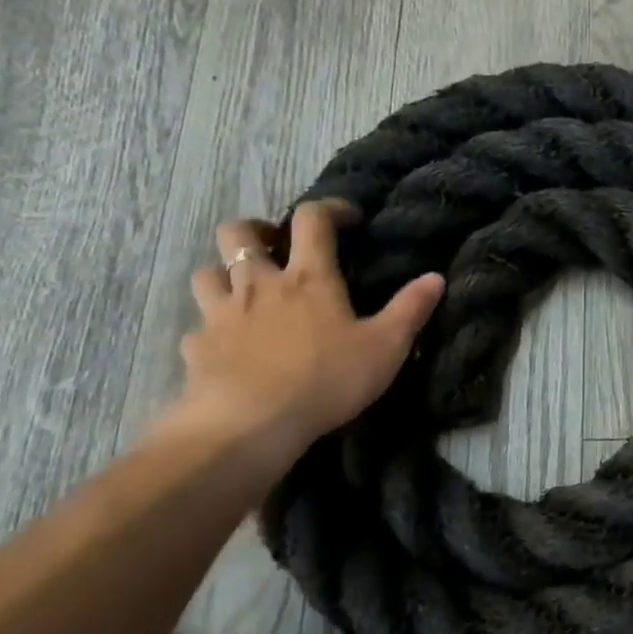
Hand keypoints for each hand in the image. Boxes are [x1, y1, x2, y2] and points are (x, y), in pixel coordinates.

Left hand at [166, 199, 444, 458]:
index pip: (313, 219)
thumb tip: (436, 277)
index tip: (347, 218)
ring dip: (224, 274)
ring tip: (245, 292)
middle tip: (275, 248)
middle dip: (256, 231)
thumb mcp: (385, 347)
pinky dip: (211, 330)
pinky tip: (226, 347)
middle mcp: (259, 284)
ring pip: (207, 273)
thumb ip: (410, 309)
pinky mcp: (196, 349)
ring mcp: (221, 315)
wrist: (249, 425)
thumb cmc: (325, 380)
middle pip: (238, 233)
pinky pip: (197, 328)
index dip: (330, 208)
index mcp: (308, 278)